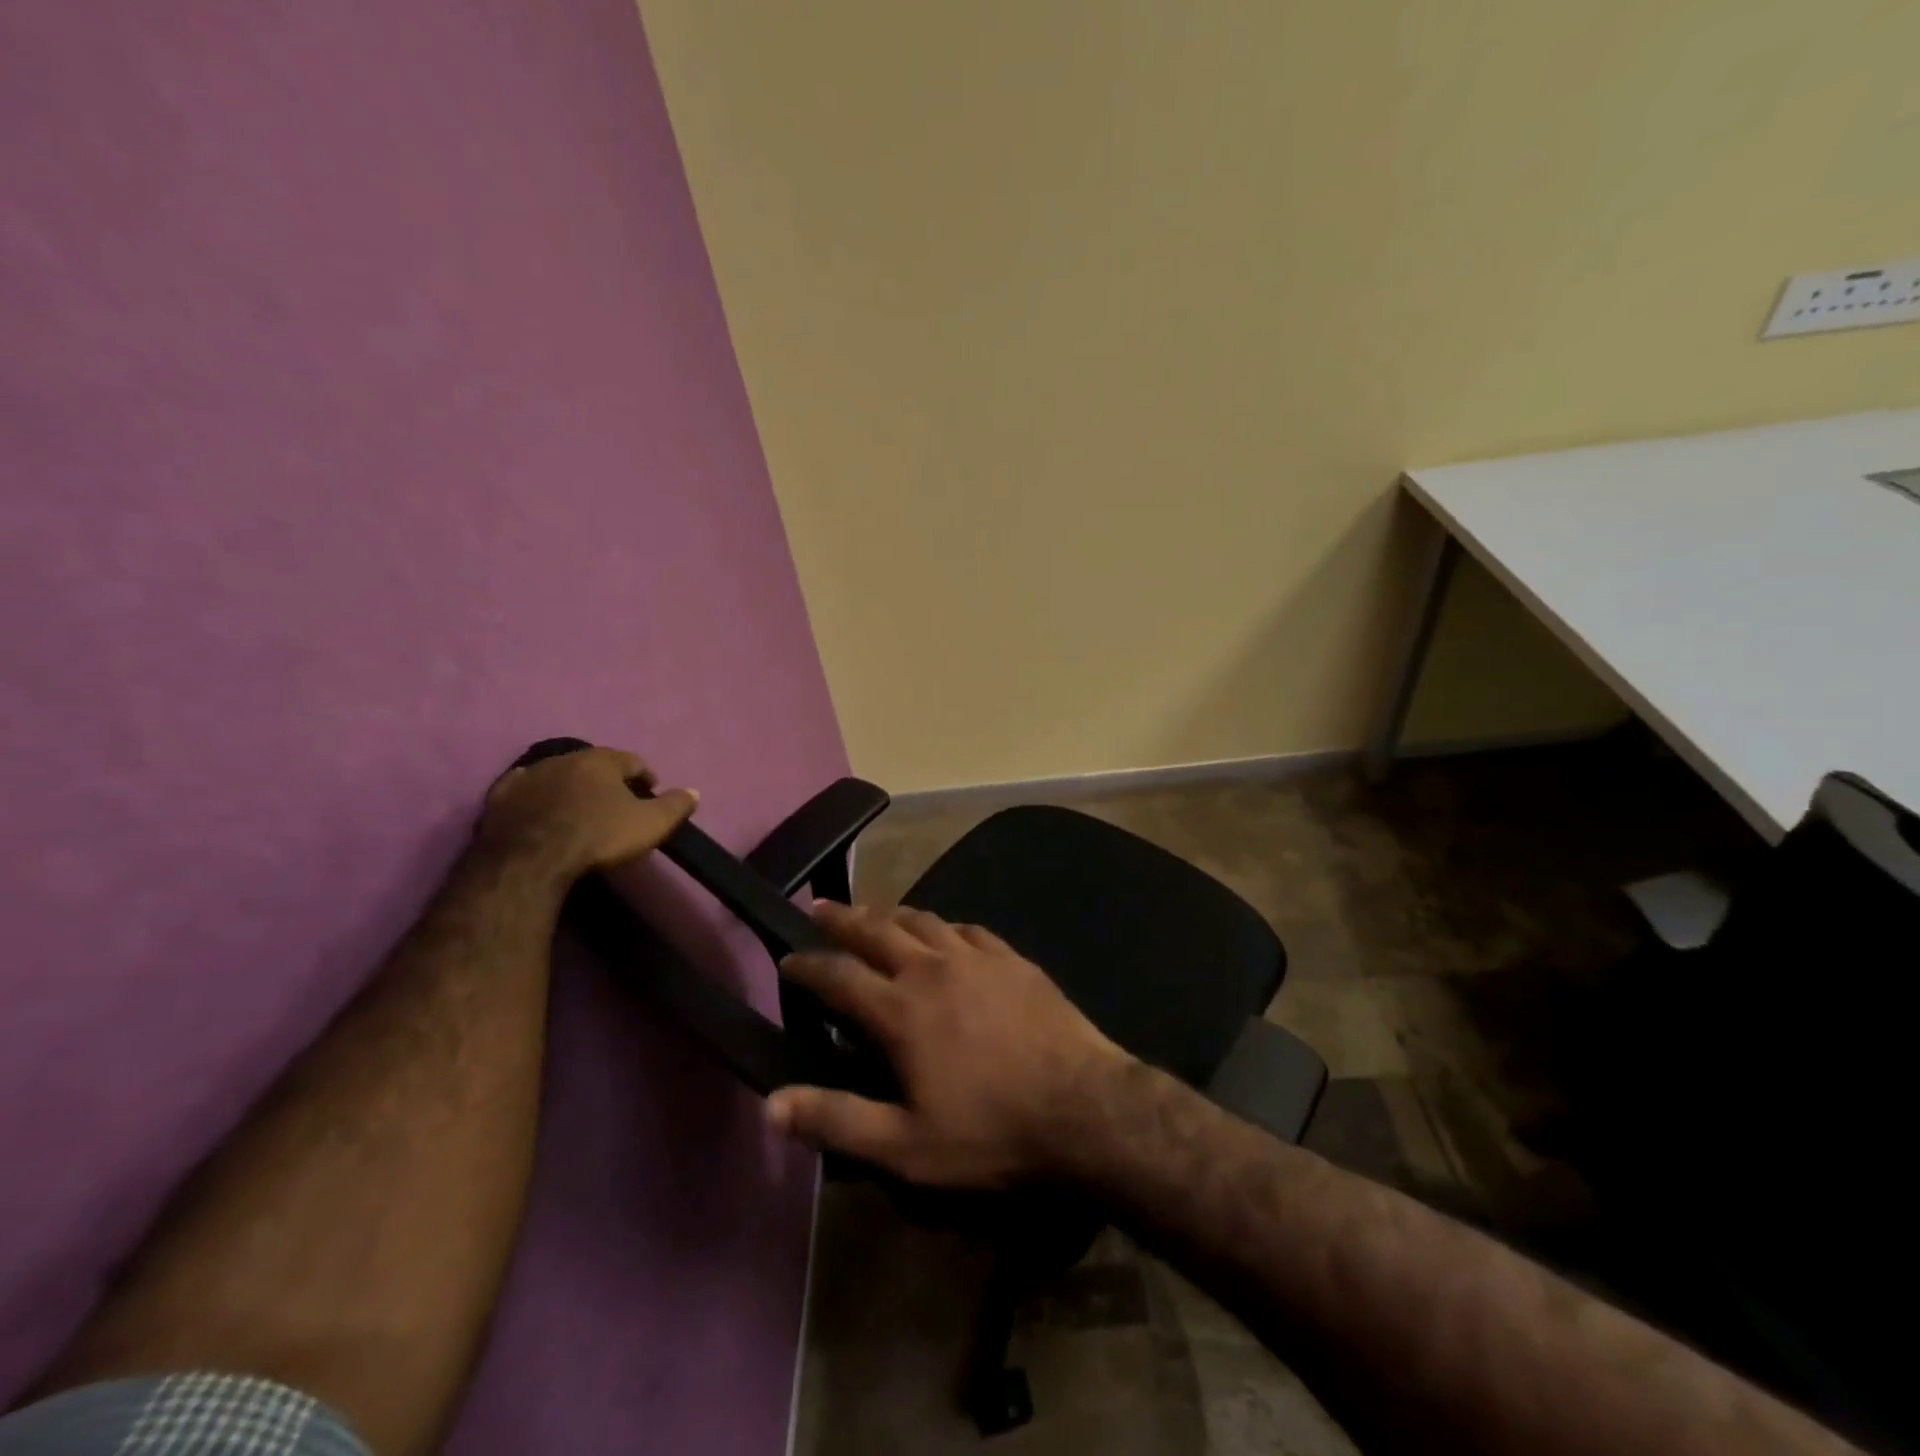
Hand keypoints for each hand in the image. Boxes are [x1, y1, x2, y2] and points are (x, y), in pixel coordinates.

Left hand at [476, 746, 696, 883]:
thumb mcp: (650, 824)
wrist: (530, 860)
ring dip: (570, 785)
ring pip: (557, 773)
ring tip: (578, 806)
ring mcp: (529, 775)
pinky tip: (536, 805)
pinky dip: (533, 794)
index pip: (632, 761)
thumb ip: (675, 806)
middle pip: (593, 764)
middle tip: (615, 800)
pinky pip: (521, 788)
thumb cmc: (598, 837)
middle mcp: (565, 758)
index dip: (645, 776)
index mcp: (602, 761)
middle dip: (606, 779)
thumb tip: (694, 791)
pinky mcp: (500, 797)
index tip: (650, 791)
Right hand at [766, 902, 1130, 1187]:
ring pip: (923, 920)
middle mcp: (932, 968)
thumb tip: (771, 1105)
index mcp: (901, 1010)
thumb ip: (838, 1121)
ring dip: (891, 913)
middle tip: (820, 907)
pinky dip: (943, 925)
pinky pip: (967, 928)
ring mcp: (976, 957)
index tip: (787, 957)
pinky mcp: (1011, 958)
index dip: (808, 965)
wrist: (1083, 1106)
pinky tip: (944, 931)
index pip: (839, 976)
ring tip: (874, 912)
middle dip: (843, 918)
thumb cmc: (991, 1131)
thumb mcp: (906, 1146)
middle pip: (877, 930)